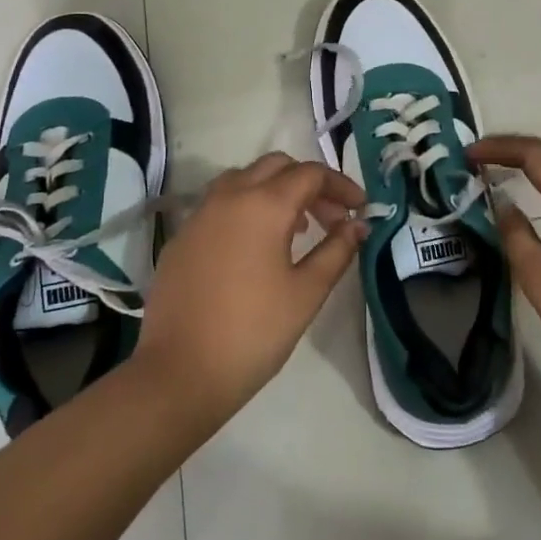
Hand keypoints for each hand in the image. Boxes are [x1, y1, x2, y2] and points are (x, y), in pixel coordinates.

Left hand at [134, 152, 368, 429]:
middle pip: (276, 166)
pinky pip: (219, 204)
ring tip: (296, 230)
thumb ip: (336, 251)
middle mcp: (228, 196)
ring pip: (244, 179)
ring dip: (275, 190)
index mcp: (263, 204)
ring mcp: (199, 214)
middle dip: (309, 184)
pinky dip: (246, 207)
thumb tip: (357, 225)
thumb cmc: (253, 332)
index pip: (311, 174)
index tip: (361, 210)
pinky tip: (255, 247)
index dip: (341, 186)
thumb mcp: (306, 293)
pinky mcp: (181, 237)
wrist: (180, 373)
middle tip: (331, 219)